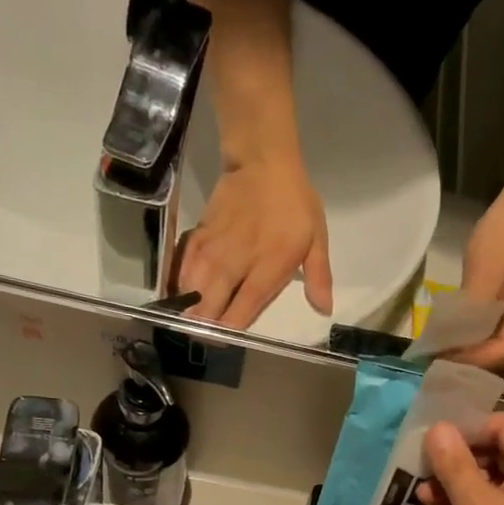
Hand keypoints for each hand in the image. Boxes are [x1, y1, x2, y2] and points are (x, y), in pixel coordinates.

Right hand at [179, 153, 331, 328]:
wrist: (262, 161)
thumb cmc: (294, 203)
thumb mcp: (317, 238)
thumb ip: (318, 276)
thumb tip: (324, 309)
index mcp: (268, 267)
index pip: (244, 307)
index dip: (231, 328)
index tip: (224, 342)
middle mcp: (236, 262)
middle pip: (211, 303)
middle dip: (204, 325)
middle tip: (203, 339)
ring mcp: (214, 249)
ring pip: (193, 287)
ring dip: (188, 308)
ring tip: (187, 324)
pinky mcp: (200, 235)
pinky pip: (184, 266)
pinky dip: (180, 283)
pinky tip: (179, 295)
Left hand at [456, 186, 503, 383]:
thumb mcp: (483, 268)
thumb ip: (469, 314)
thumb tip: (447, 350)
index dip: (472, 362)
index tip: (440, 361)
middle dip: (481, 376)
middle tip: (446, 370)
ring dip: (488, 372)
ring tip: (455, 364)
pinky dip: (495, 360)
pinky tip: (471, 352)